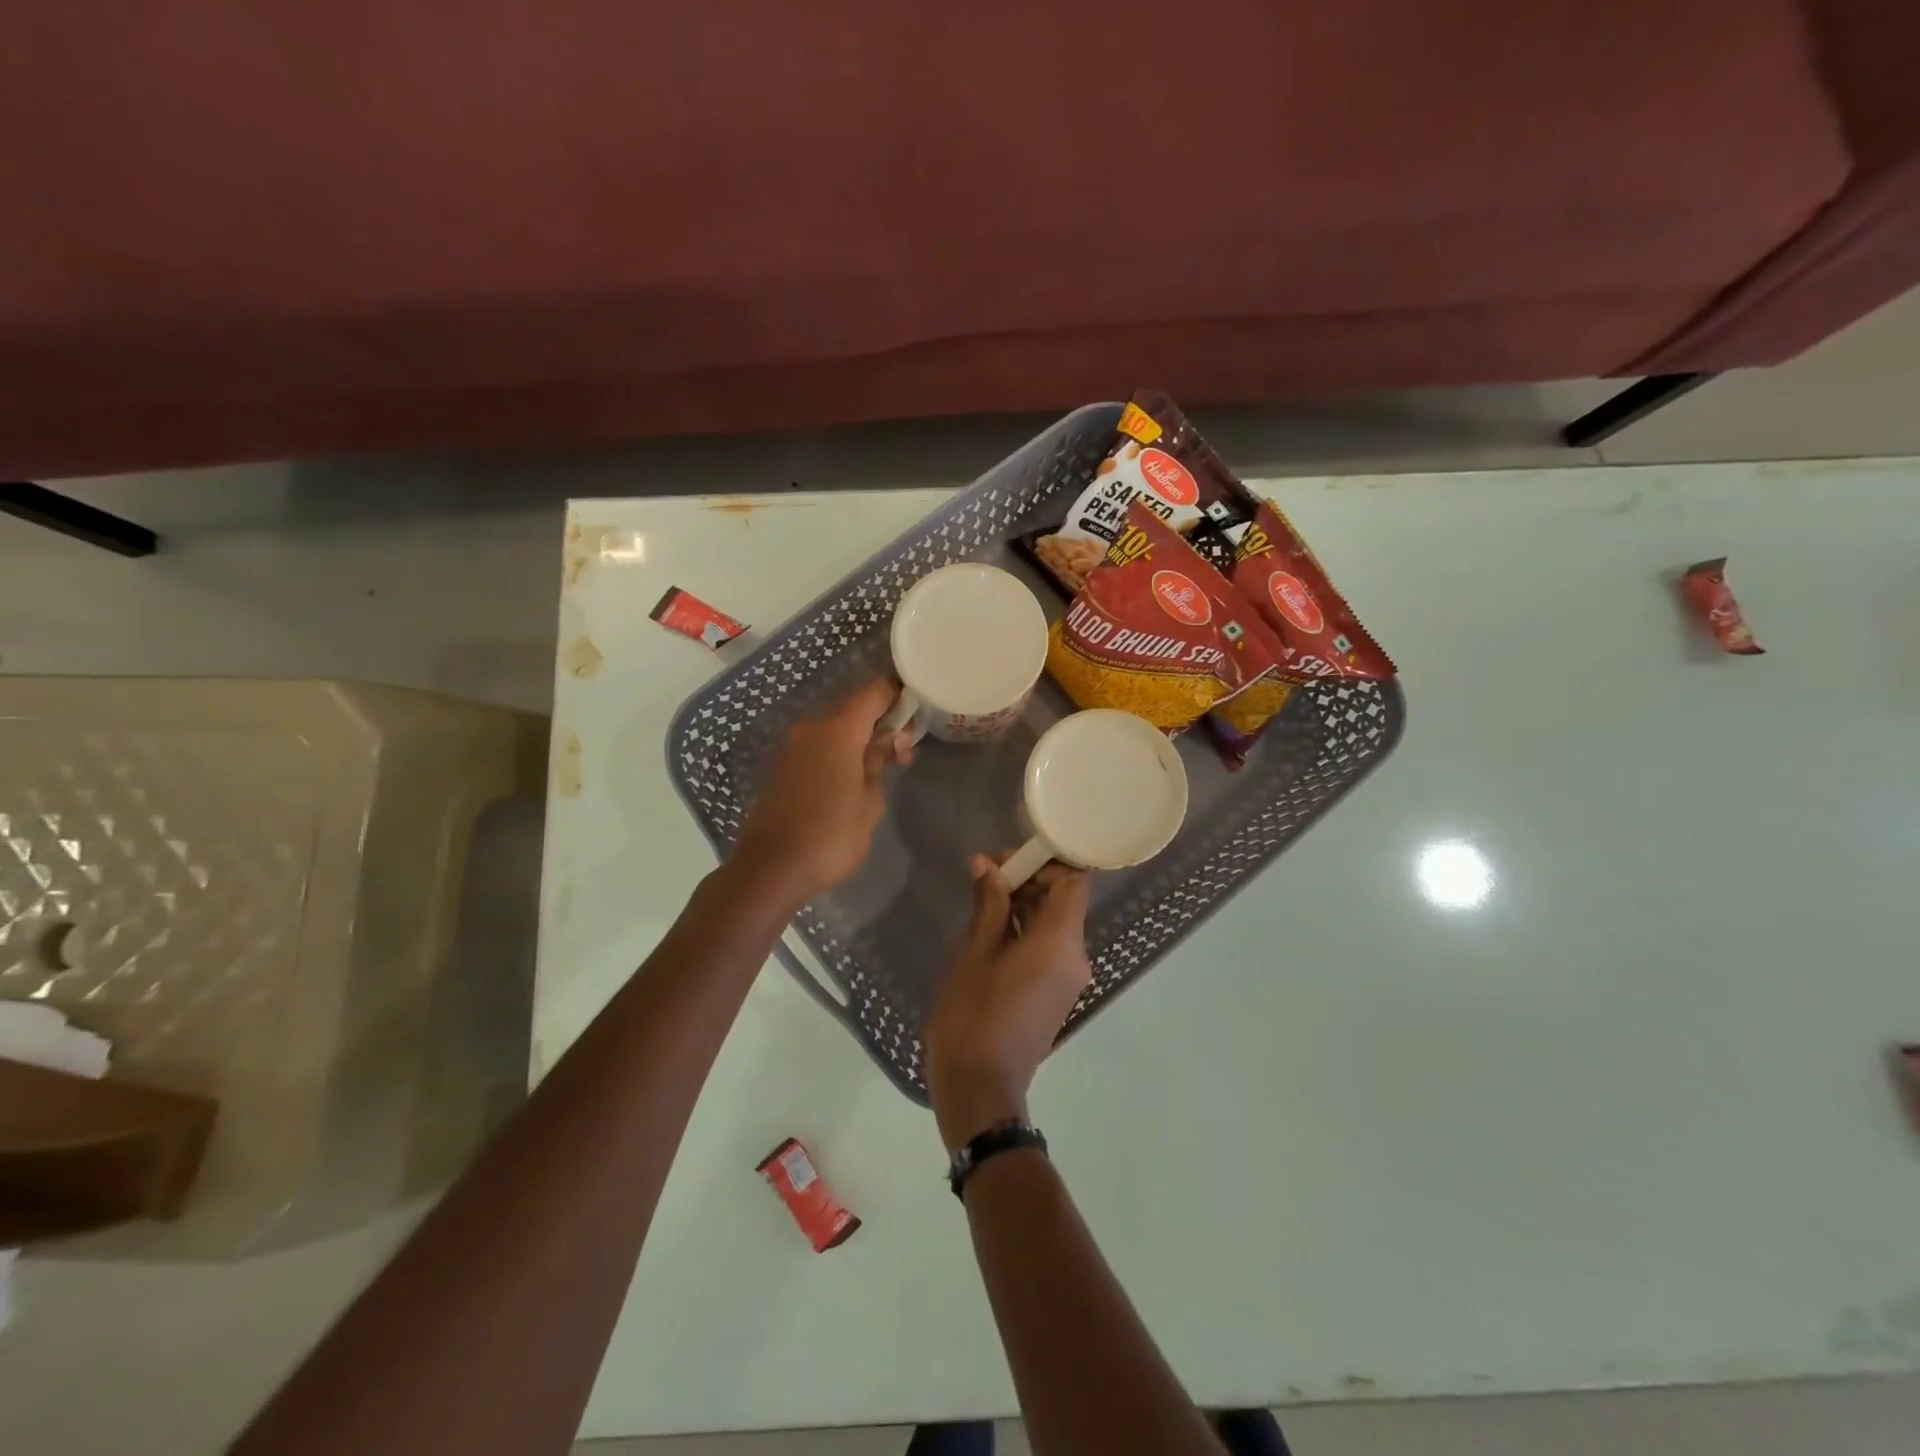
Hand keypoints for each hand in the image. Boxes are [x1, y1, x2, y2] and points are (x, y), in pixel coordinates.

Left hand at [731, 678, 911, 904]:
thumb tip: (886, 740)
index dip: (898, 695)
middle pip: (854, 709)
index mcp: (838, 730)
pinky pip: (818, 746)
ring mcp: (792, 746)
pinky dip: (838, 752)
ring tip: (880, 770)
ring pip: (835, 728)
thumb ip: (879, 762)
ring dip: (860, 740)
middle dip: (882, 722)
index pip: (874, 691)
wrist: (771, 869)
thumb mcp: (869, 802)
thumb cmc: (831, 837)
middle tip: (904, 752)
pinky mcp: (781, 766)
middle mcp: (812, 728)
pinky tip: (851, 779)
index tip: (917, 714)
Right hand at [925, 855, 1092, 1151]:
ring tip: (983, 897)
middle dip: (1030, 880)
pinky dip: (1027, 930)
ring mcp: (1068, 978)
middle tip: (986, 873)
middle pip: (1065, 901)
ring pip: (1056, 924)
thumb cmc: (973, 1015)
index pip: (1075, 882)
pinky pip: (1050, 947)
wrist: (980, 1089)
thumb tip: (987, 864)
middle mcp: (1075, 957)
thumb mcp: (975, 953)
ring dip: (1025, 904)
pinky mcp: (1056, 994)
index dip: (1046, 862)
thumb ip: (988, 904)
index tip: (1008, 858)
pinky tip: (992, 928)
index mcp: (1060, 943)